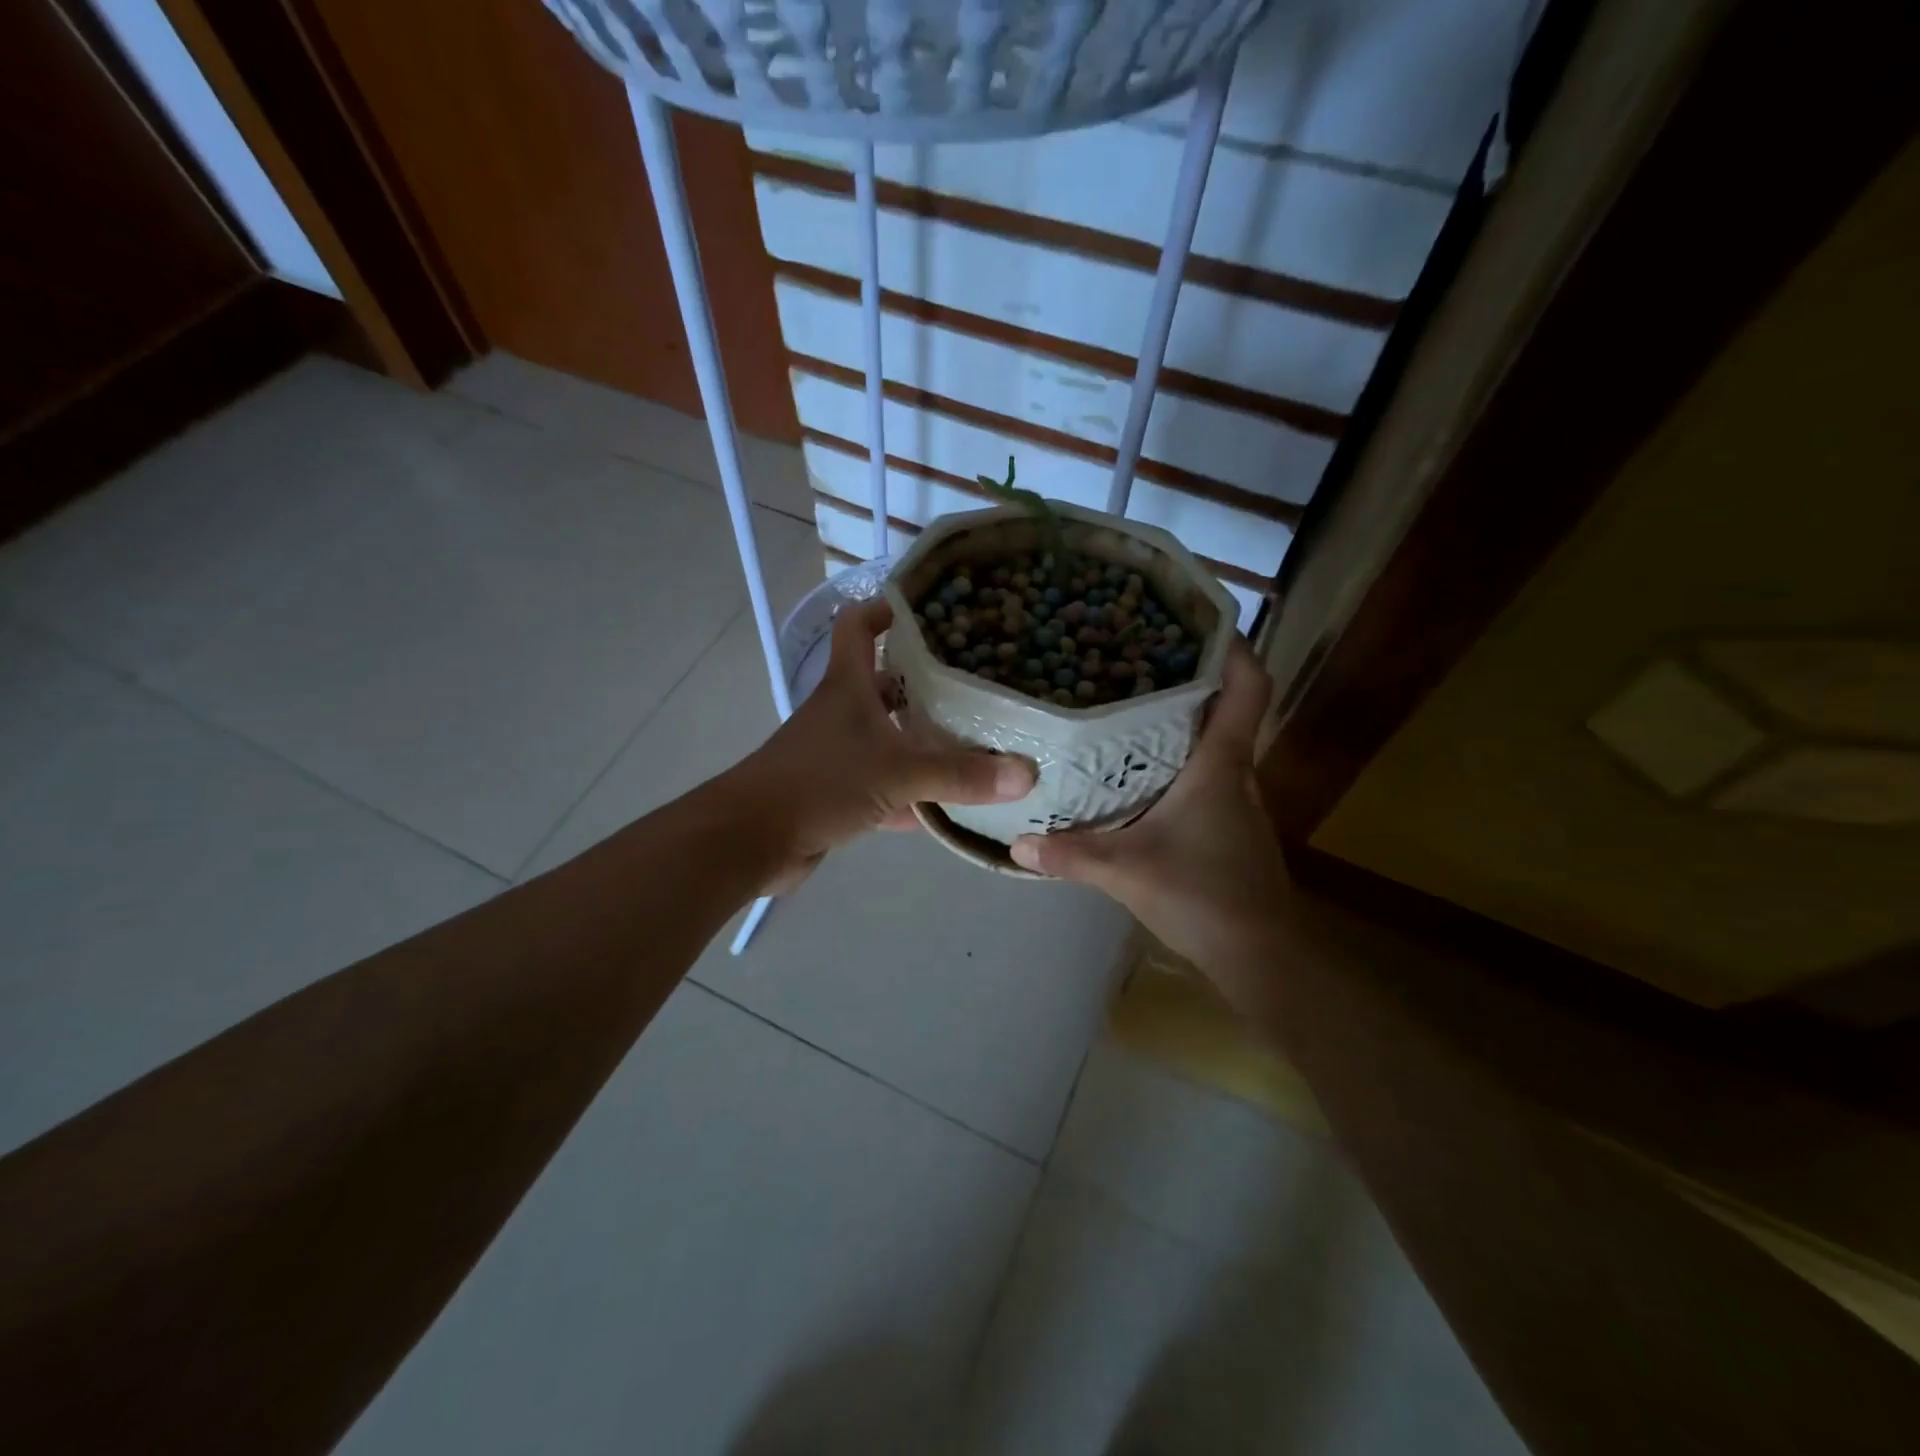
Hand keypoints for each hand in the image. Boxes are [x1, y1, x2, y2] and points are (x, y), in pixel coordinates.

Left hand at [731, 597, 1035, 889]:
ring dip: (924, 741)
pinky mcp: (838, 795)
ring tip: (978, 740)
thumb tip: (1026, 773)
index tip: (930, 608)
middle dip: (926, 683)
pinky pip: (886, 787)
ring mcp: (839, 755)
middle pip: (886, 684)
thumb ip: (960, 774)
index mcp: (848, 686)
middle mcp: (843, 713)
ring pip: (889, 738)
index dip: (887, 608)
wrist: (752, 840)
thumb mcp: (897, 772)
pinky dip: (914, 796)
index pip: (860, 626)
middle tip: (979, 683)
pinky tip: (951, 806)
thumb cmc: (820, 783)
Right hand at [1009, 641, 1293, 987]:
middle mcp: (1237, 773)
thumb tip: (1016, 843)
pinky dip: (1179, 758)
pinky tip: (1139, 769)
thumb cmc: (1204, 897)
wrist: (1261, 956)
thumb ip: (1071, 854)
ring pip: (1214, 742)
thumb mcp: (1126, 871)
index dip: (1234, 648)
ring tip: (1129, 702)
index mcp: (1221, 765)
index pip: (1248, 688)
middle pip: (1225, 707)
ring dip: (1182, 719)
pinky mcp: (1230, 825)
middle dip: (1189, 677)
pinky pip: (1207, 773)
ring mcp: (1238, 801)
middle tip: (1135, 656)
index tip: (1199, 621)